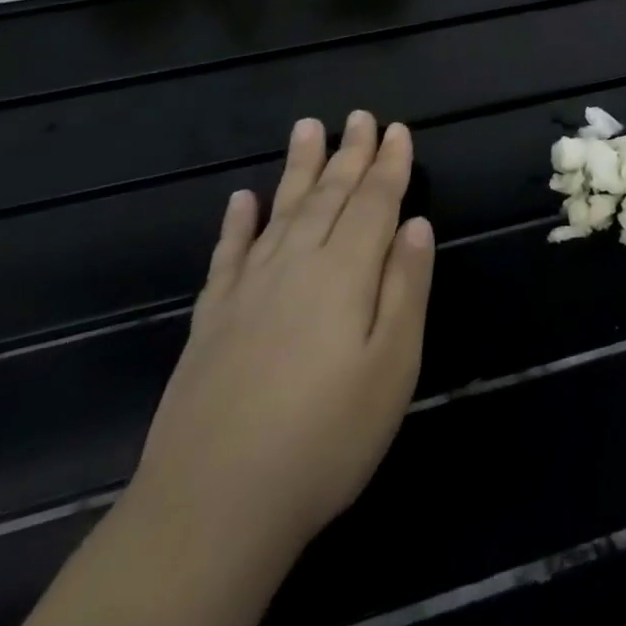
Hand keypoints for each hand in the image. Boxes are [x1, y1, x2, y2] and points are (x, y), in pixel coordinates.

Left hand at [128, 111, 434, 562]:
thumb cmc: (326, 438)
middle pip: (329, 196)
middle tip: (360, 115)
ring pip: (280, 212)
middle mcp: (295, 266)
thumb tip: (415, 225)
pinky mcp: (211, 321)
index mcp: (344, 274)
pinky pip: (228, 255)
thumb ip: (406, 288)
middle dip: (349, 154)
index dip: (389, 165)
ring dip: (298, 169)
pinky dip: (237, 223)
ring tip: (308, 128)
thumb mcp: (393, 366)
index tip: (398, 129)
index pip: (374, 202)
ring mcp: (247, 291)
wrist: (211, 509)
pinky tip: (241, 200)